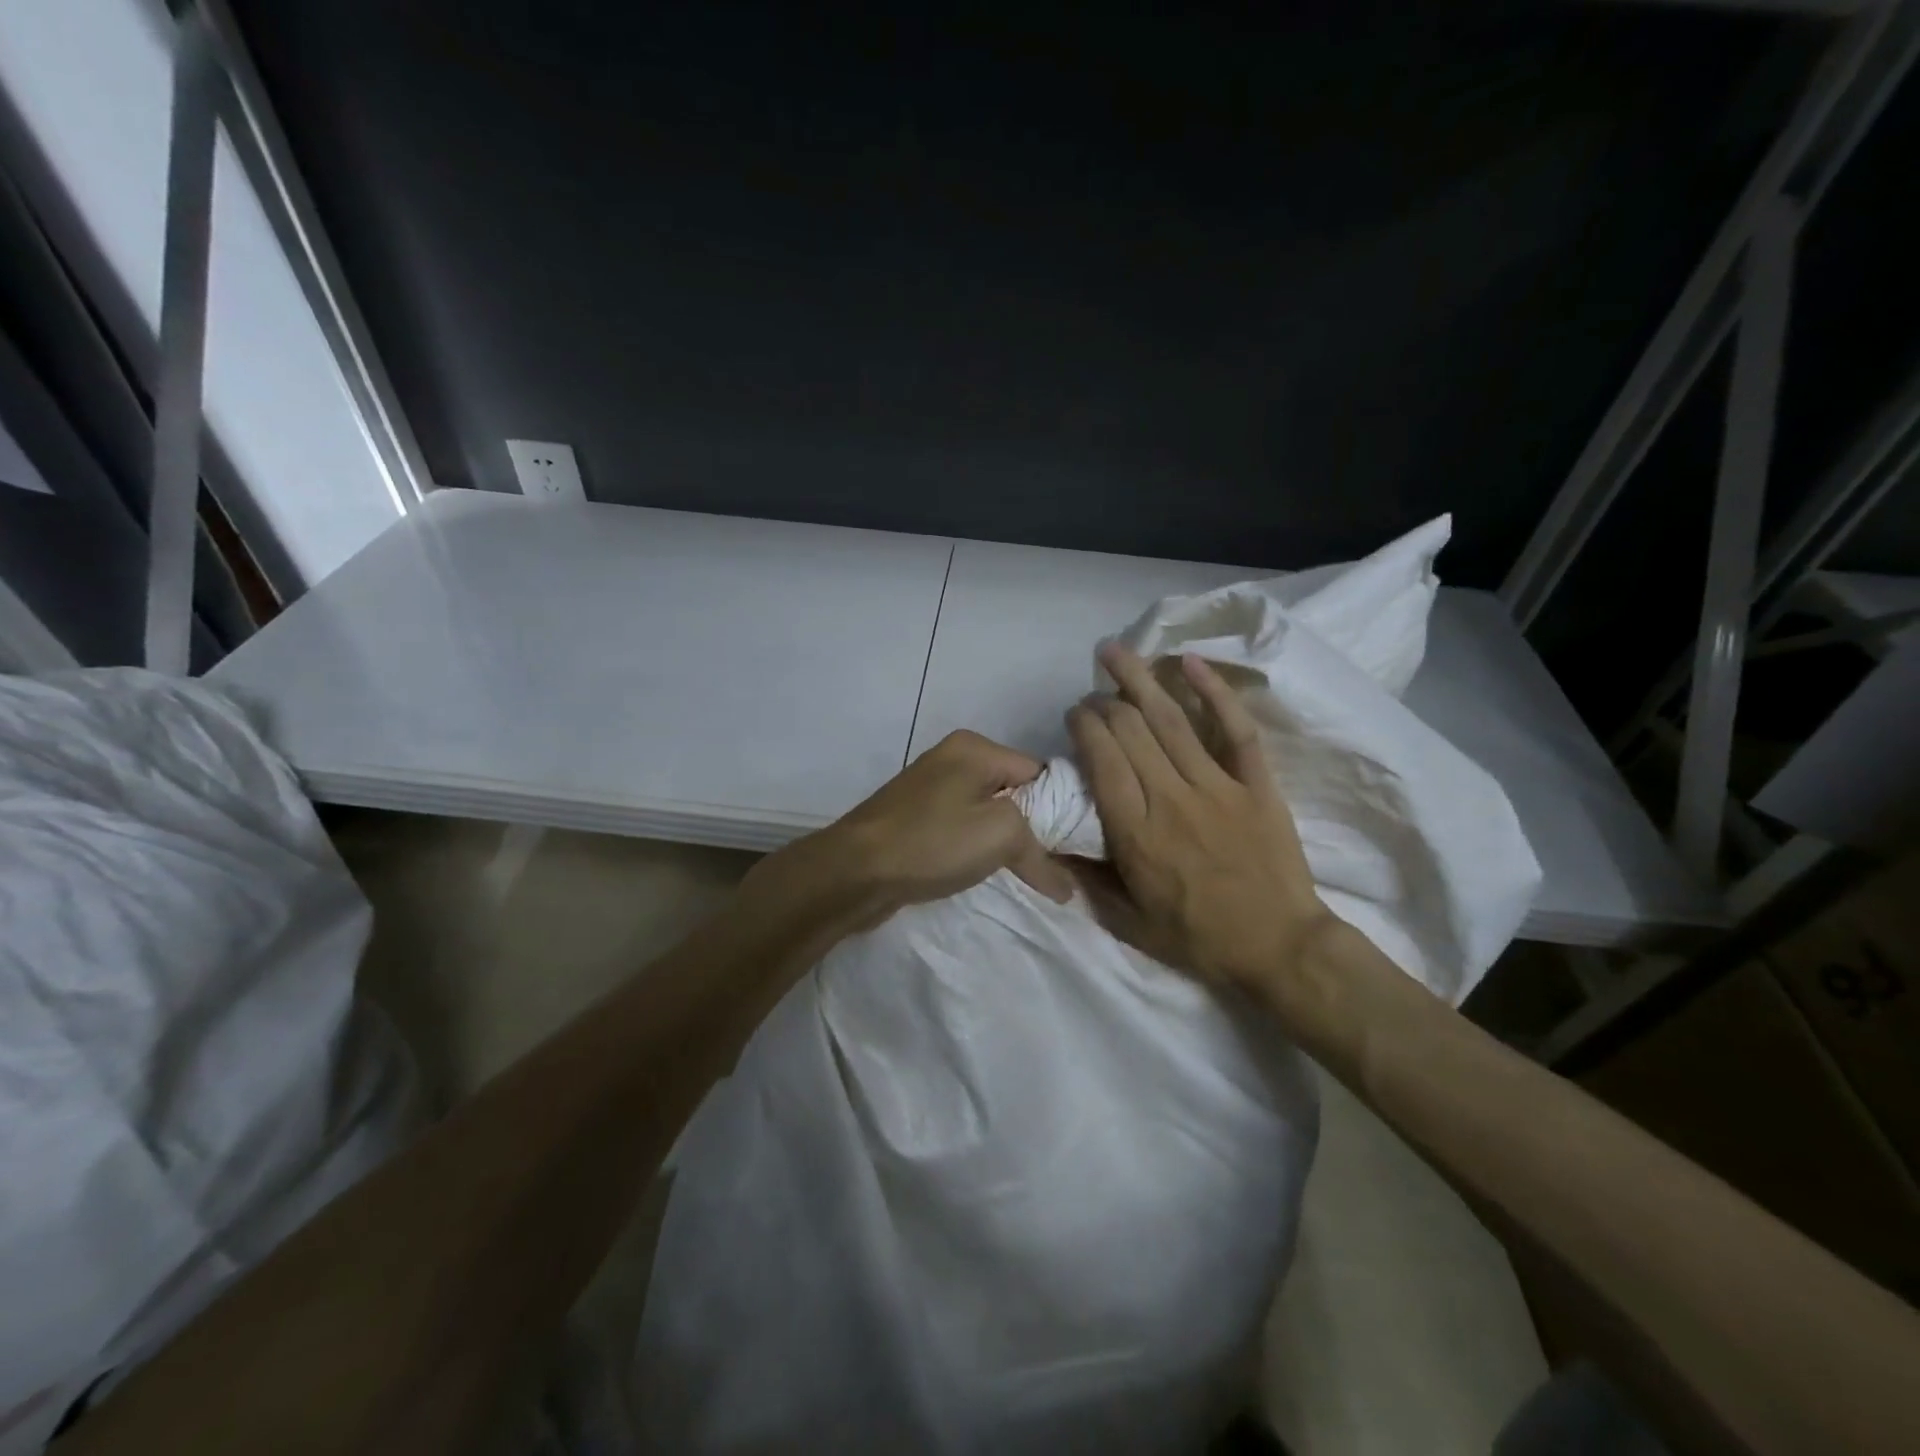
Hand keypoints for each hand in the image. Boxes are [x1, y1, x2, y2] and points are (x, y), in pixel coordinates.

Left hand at [781, 730, 1072, 927]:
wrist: (853, 871)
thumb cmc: (933, 841)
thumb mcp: (1000, 836)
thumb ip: (1040, 854)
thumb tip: (1066, 886)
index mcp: (975, 747)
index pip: (1039, 772)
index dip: (1060, 809)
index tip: (1075, 847)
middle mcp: (952, 758)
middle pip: (1013, 792)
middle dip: (1032, 828)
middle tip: (1053, 865)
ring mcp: (929, 788)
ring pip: (986, 813)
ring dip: (1002, 842)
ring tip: (1022, 874)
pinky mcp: (914, 817)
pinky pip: (960, 828)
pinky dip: (974, 848)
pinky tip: (982, 873)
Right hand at [1065, 645, 1334, 994]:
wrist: (1280, 947)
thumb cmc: (1198, 938)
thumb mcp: (1128, 923)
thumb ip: (1087, 881)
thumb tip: (1051, 847)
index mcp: (1136, 833)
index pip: (1102, 760)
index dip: (1084, 726)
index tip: (1075, 714)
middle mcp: (1171, 798)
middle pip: (1130, 731)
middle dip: (1103, 702)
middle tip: (1093, 693)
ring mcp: (1218, 787)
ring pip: (1171, 721)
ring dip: (1138, 679)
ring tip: (1115, 651)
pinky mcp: (1256, 784)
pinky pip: (1235, 730)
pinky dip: (1214, 693)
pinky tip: (1190, 662)